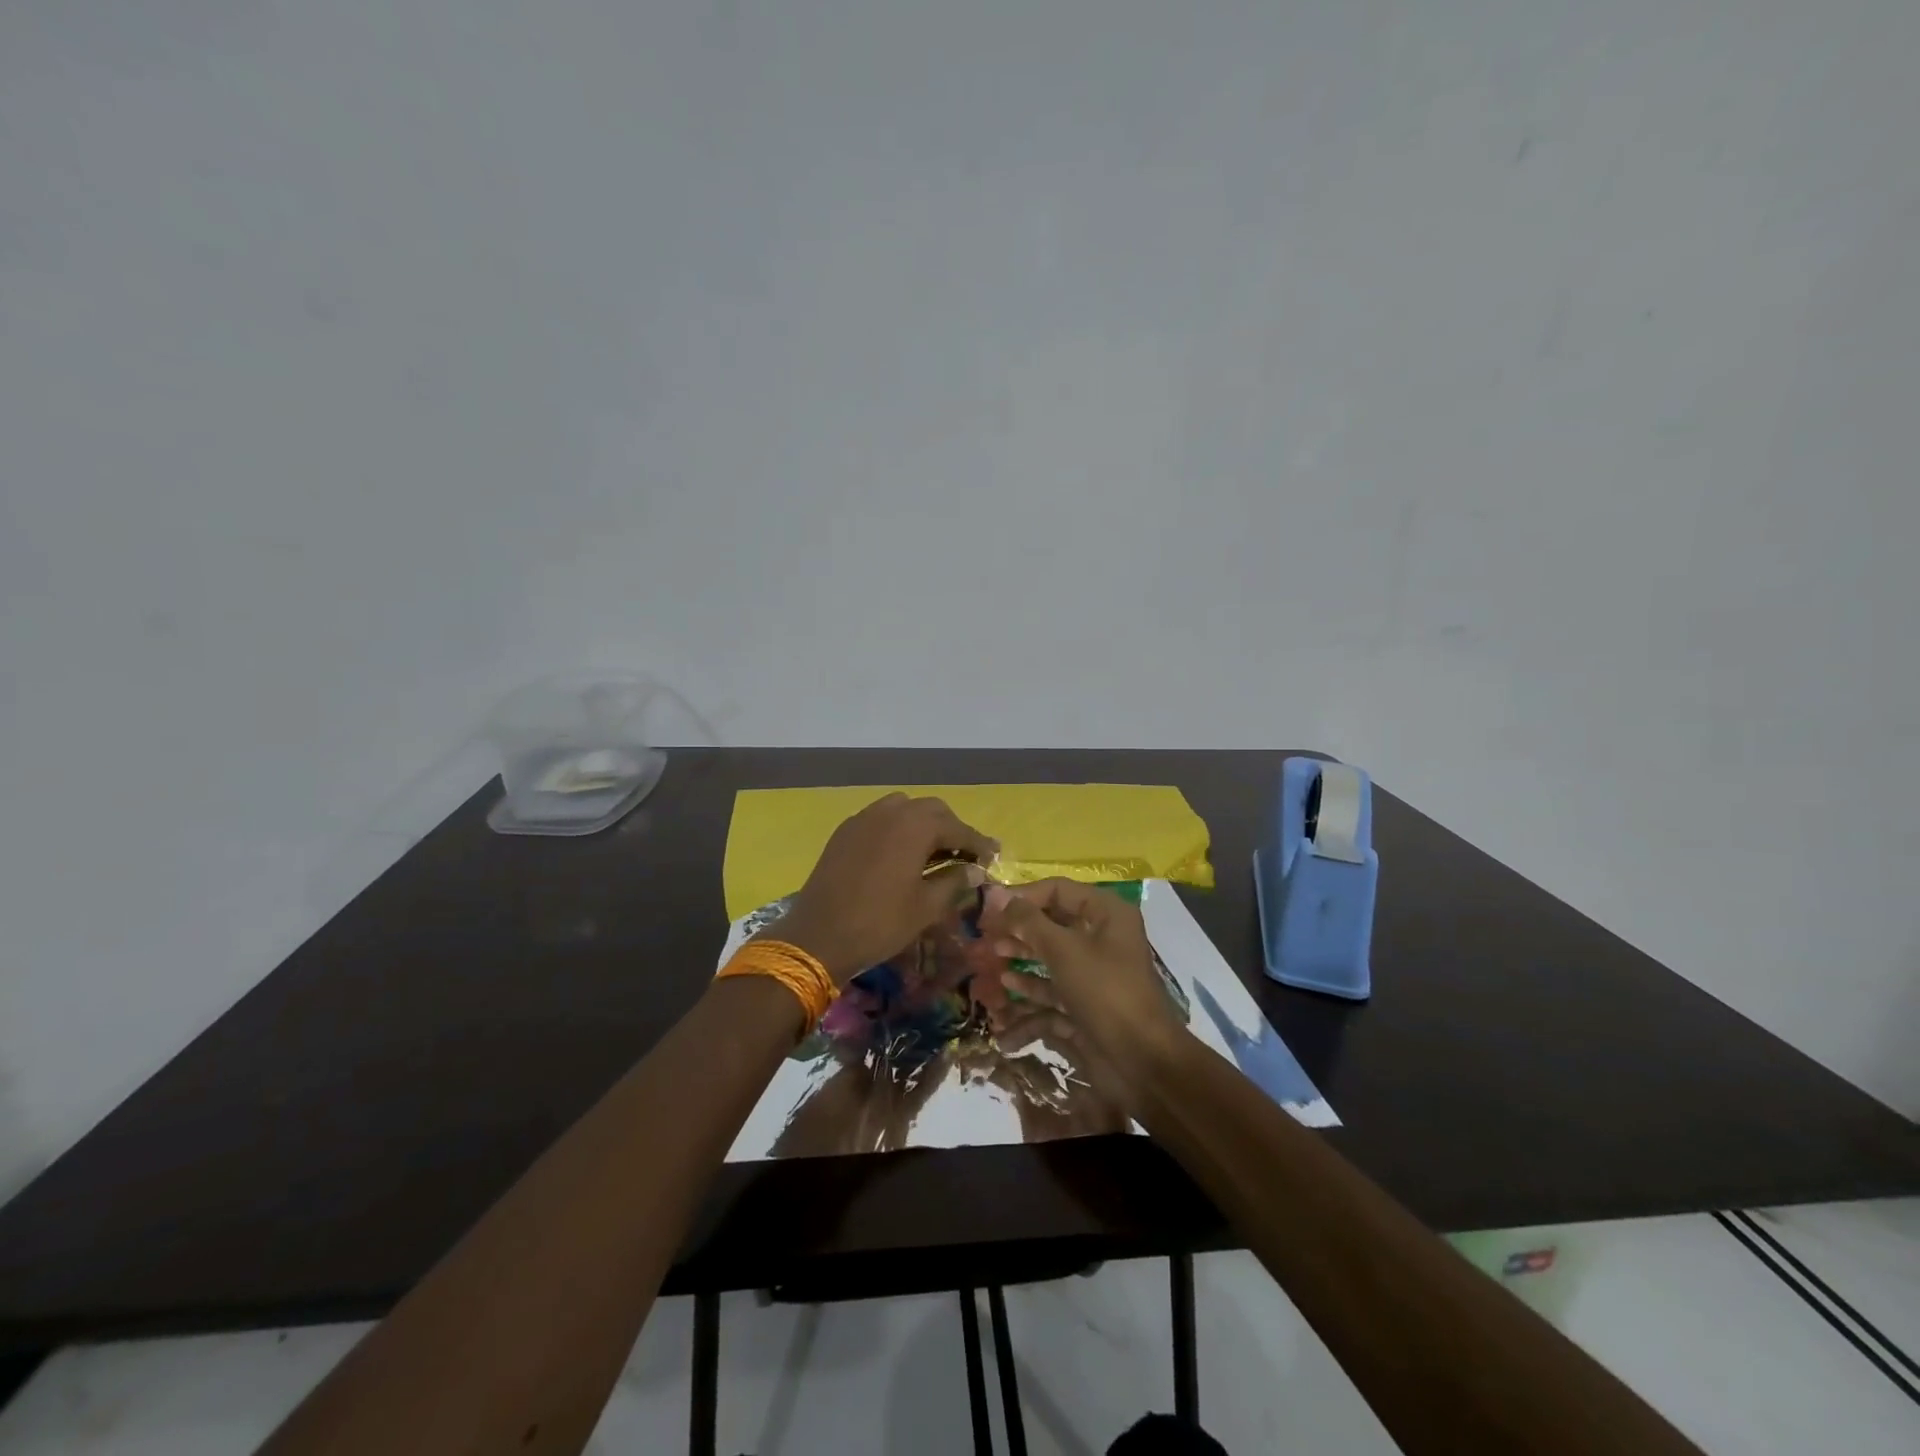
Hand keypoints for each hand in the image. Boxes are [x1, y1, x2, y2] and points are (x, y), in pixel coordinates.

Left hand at [761, 794, 997, 983]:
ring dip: (922, 825)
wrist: (818, 936)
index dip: (977, 843)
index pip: (957, 827)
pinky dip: (897, 829)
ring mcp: (863, 819)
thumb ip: (954, 882)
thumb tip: (974, 870)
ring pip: (903, 809)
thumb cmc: (880, 923)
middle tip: (964, 855)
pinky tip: (900, 854)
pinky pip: (880, 819)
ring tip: (932, 852)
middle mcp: (890, 812)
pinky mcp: (845, 832)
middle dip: (951, 828)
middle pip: (931, 810)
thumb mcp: (926, 907)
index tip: (993, 856)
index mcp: (914, 826)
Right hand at [978, 880, 1186, 1097]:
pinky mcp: (1085, 1005)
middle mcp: (1101, 938)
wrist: (1142, 1061)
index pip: (1058, 891)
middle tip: (986, 937)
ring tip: (993, 963)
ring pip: (1050, 959)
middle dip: (1018, 931)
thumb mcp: (1064, 950)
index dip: (1023, 897)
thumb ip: (1028, 921)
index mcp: (1106, 914)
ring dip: (1021, 961)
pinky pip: (1053, 993)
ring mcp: (1093, 974)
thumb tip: (996, 895)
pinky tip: (1006, 997)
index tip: (990, 908)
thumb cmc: (1104, 991)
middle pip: (1052, 925)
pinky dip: (1031, 994)